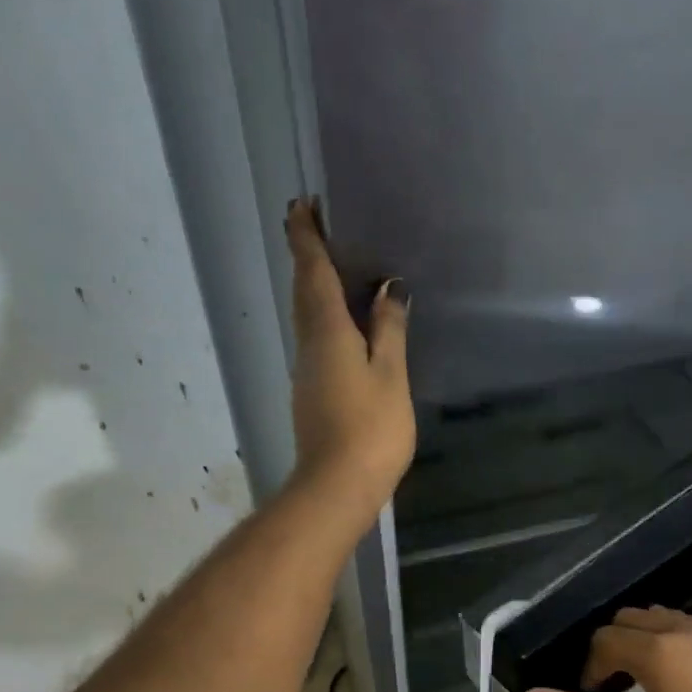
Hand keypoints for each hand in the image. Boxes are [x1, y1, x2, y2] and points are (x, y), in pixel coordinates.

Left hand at [284, 198, 414, 522]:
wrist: (337, 486)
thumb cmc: (370, 428)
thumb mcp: (390, 376)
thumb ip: (389, 330)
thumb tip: (390, 288)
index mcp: (327, 333)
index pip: (312, 273)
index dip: (306, 238)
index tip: (300, 205)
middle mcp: (309, 345)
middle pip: (304, 292)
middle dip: (307, 256)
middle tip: (317, 226)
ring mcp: (307, 371)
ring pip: (308, 317)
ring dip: (315, 287)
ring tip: (337, 268)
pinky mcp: (312, 393)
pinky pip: (317, 340)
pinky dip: (326, 319)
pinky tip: (347, 324)